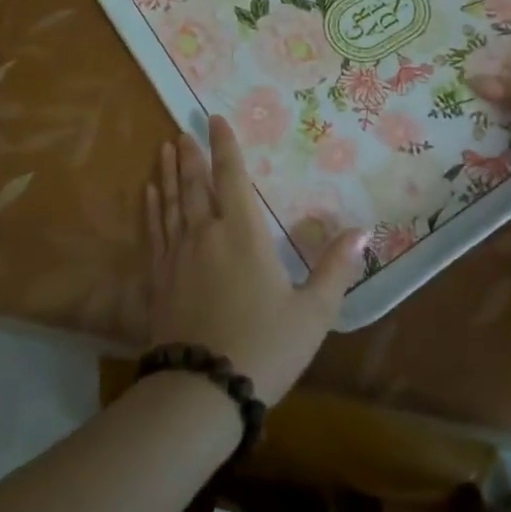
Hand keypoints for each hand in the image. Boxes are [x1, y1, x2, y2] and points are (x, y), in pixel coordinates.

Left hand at [142, 114, 366, 402]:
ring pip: (170, 202)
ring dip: (167, 173)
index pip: (232, 177)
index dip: (225, 146)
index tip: (215, 119)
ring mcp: (176, 256)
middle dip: (191, 154)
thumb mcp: (313, 313)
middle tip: (184, 129)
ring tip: (163, 148)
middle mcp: (205, 234)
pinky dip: (150, 208)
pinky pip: (153, 231)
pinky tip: (147, 194)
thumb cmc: (264, 348)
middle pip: (195, 184)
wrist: (202, 392)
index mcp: (243, 234)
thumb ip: (336, 269)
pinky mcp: (158, 279)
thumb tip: (363, 231)